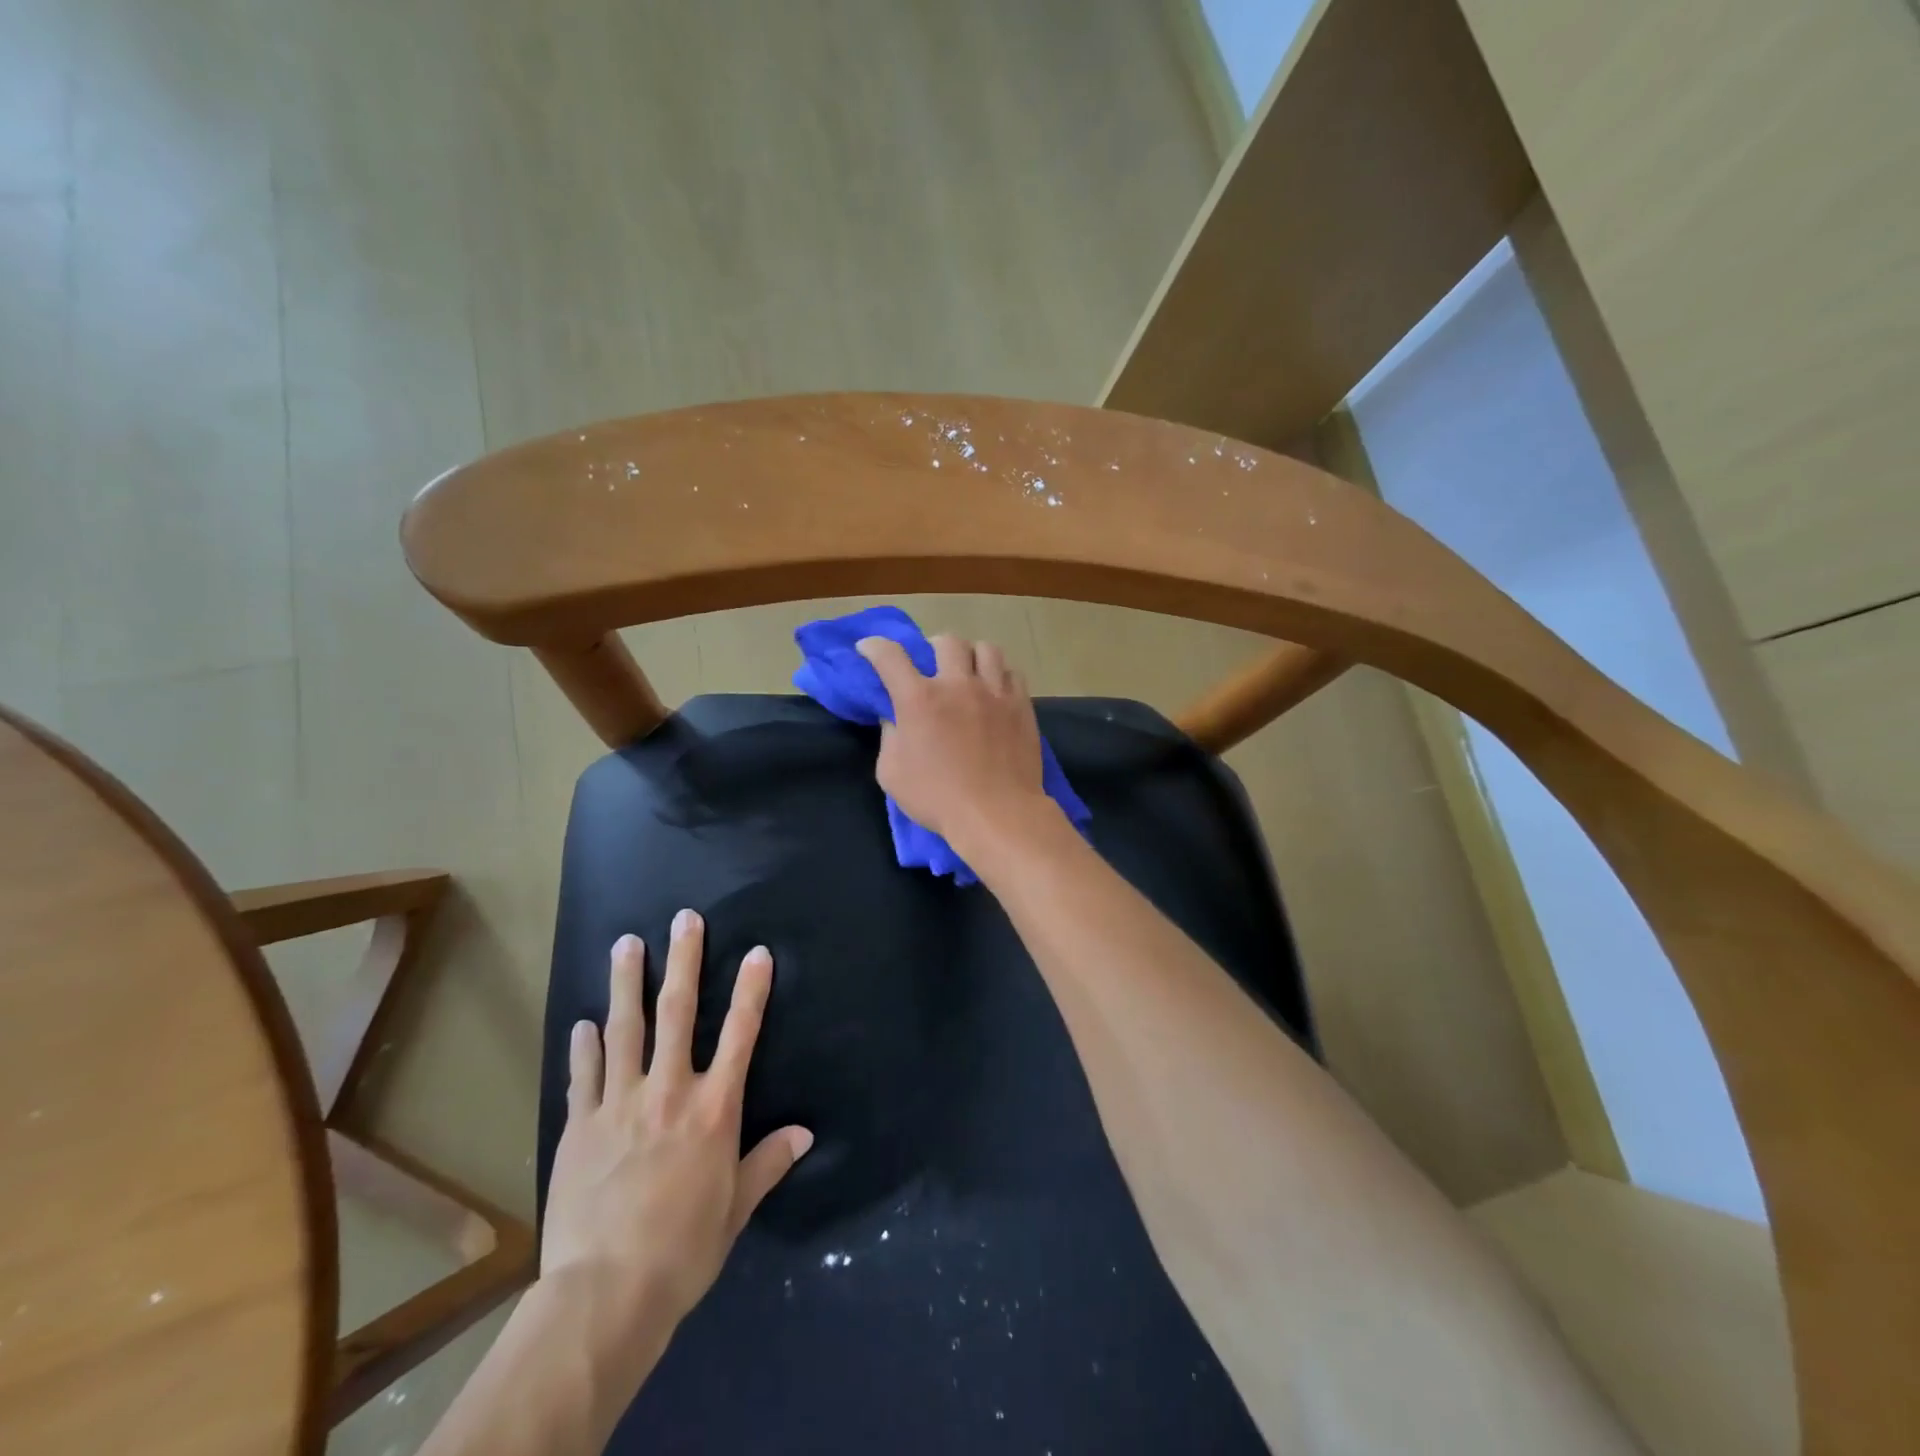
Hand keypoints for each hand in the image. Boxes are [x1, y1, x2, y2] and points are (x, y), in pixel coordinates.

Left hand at [542, 912, 812, 1328]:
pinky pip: (584, 1075)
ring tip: (626, 943)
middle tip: (684, 919)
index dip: (751, 990)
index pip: (740, 1035)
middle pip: (678, 1014)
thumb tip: (805, 1132)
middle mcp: (669, 1092)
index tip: (757, 951)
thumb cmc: (683, 1250)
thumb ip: (768, 1162)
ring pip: (624, 1029)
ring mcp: (619, 1105)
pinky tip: (584, 1022)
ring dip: (626, 983)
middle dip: (683, 961)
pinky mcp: (580, 1127)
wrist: (605, 1294)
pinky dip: (585, 1046)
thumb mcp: (736, 1209)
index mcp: (713, 1110)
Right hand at [856, 633, 1052, 853]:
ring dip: (972, 655)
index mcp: (919, 699)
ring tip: (969, 672)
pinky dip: (1000, 675)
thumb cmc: (937, 798)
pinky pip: (1012, 673)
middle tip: (932, 665)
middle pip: (946, 641)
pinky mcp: (1021, 705)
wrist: (997, 813)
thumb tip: (894, 719)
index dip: (874, 646)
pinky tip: (996, 691)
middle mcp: (957, 685)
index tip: (869, 648)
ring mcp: (994, 692)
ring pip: (985, 649)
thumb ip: (889, 738)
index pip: (890, 656)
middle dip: (933, 647)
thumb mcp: (892, 774)